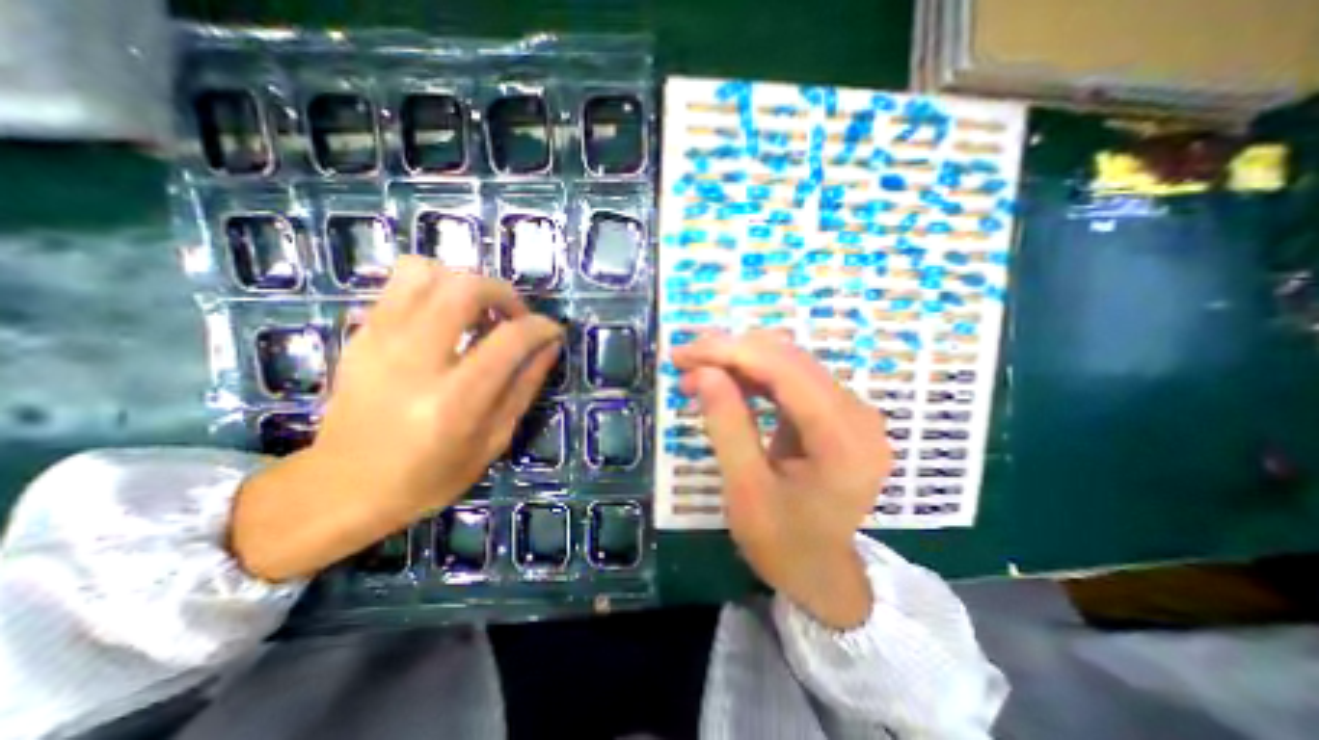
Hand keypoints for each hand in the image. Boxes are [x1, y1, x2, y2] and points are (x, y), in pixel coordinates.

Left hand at [231, 257, 559, 579]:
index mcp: (455, 400)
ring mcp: (379, 341)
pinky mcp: (360, 335)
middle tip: (516, 317)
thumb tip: (550, 345)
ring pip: (427, 272)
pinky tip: (447, 317)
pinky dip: (435, 286)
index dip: (541, 327)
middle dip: (505, 293)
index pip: (510, 339)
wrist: (341, 488)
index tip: (553, 331)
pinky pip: (400, 283)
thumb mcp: (493, 441)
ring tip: (479, 313)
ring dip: (466, 283)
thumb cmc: (429, 476)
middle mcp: (415, 360)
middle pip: (466, 289)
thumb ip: (524, 387)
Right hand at [673, 332, 890, 626]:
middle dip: (730, 353)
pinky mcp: (837, 412)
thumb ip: (727, 426)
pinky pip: (792, 379)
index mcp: (844, 438)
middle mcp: (857, 413)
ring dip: (739, 361)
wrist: (821, 574)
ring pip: (788, 363)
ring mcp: (851, 411)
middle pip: (789, 359)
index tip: (683, 353)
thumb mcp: (745, 491)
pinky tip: (726, 382)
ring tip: (697, 373)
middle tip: (684, 362)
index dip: (730, 352)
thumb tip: (704, 372)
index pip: (785, 371)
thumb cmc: (783, 544)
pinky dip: (753, 375)